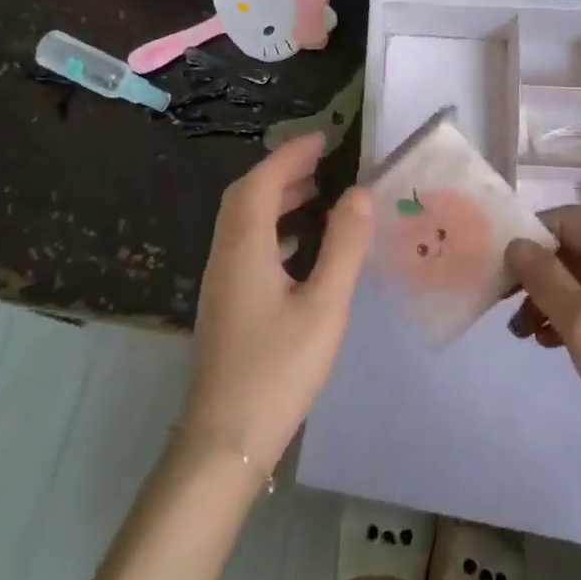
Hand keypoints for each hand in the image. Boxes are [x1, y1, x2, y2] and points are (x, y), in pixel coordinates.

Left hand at [180, 133, 372, 474]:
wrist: (225, 439)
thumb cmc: (278, 370)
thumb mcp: (324, 306)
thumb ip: (344, 247)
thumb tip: (359, 193)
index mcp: (244, 249)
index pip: (261, 182)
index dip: (289, 155)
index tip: (322, 139)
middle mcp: (225, 256)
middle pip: (244, 197)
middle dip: (280, 172)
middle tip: (319, 161)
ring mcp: (221, 282)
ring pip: (242, 222)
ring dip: (274, 199)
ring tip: (314, 194)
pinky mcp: (225, 305)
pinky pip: (246, 246)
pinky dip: (271, 229)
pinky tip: (297, 248)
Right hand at [506, 207, 580, 481]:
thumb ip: (545, 278)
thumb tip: (517, 243)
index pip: (570, 218)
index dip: (532, 233)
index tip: (501, 263)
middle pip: (575, 249)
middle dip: (536, 272)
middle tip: (502, 301)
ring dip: (549, 299)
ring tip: (521, 333)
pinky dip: (571, 317)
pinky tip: (549, 344)